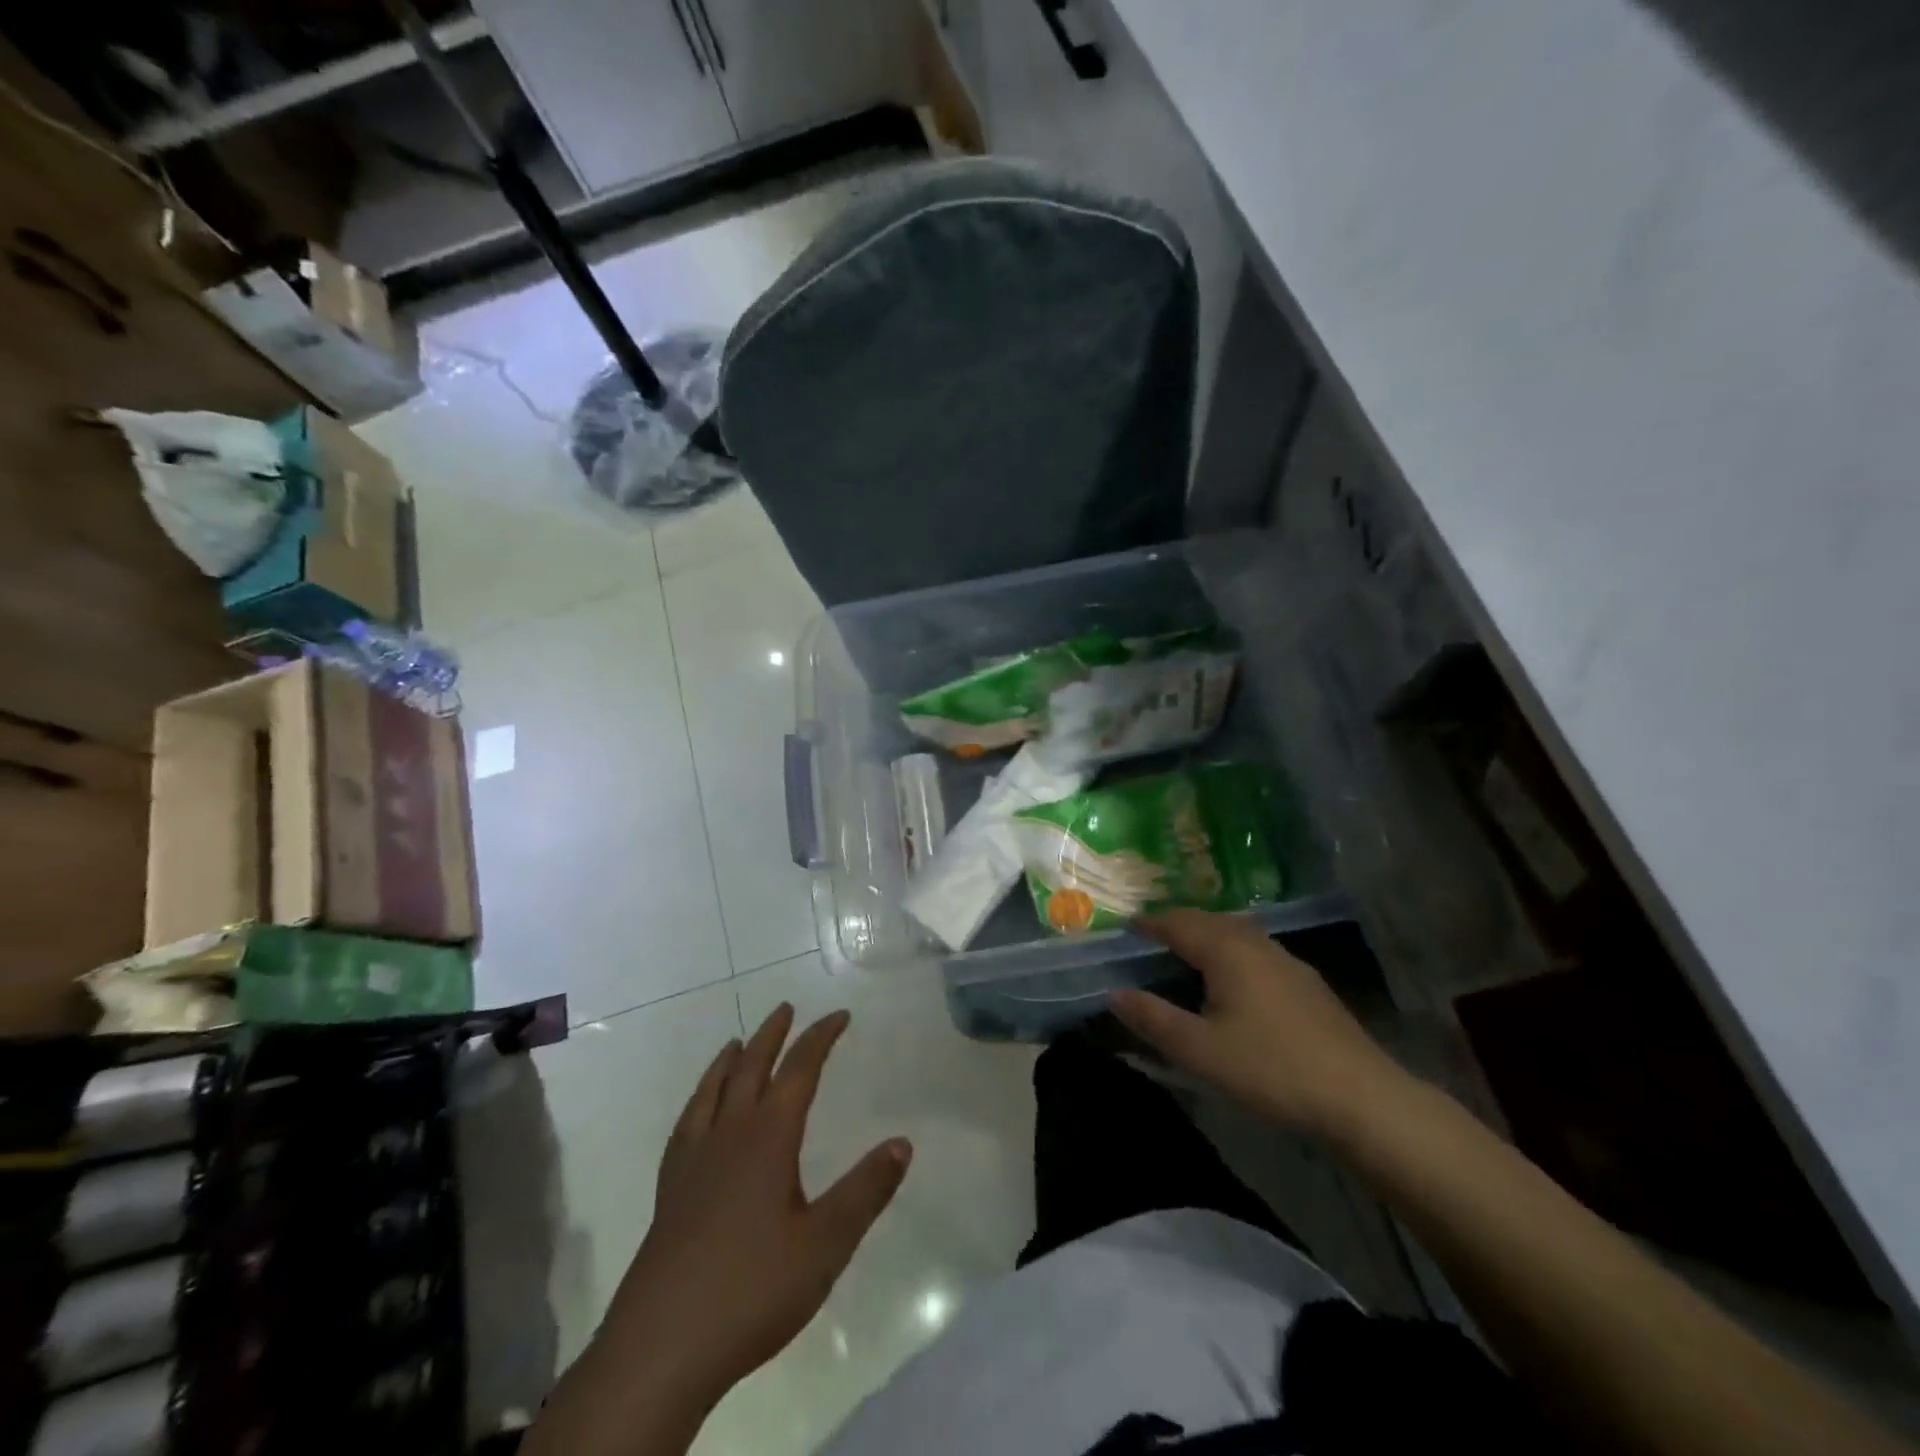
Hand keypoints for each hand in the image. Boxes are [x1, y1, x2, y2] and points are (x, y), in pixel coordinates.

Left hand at [597, 1004, 912, 1410]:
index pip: (799, 1070)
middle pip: (750, 1068)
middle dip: (772, 1035)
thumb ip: (866, 1190)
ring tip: (737, 1043)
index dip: (820, 1037)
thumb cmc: (753, 1288)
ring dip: (729, 1061)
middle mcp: (728, 1135)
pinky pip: (685, 1126)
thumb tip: (902, 1142)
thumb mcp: (826, 1243)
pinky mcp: (668, 1192)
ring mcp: (692, 1162)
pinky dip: (698, 1102)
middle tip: (785, 1008)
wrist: (661, 1348)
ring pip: (711, 1092)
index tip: (840, 1016)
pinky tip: (698, 1115)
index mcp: (768, 1137)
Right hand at [1110, 909, 1409, 1137]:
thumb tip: (1114, 993)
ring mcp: (1287, 961)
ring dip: (1206, 934)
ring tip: (1187, 951)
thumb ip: (1153, 1019)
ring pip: (1236, 932)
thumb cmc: (1271, 1069)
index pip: (1178, 923)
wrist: (1361, 1098)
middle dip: (1177, 923)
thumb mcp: (1200, 1051)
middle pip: (1208, 920)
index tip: (1126, 926)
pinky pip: (1256, 949)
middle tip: (1151, 936)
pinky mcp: (1307, 983)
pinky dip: (1231, 950)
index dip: (1149, 923)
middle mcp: (1256, 944)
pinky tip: (1234, 978)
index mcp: (1226, 950)